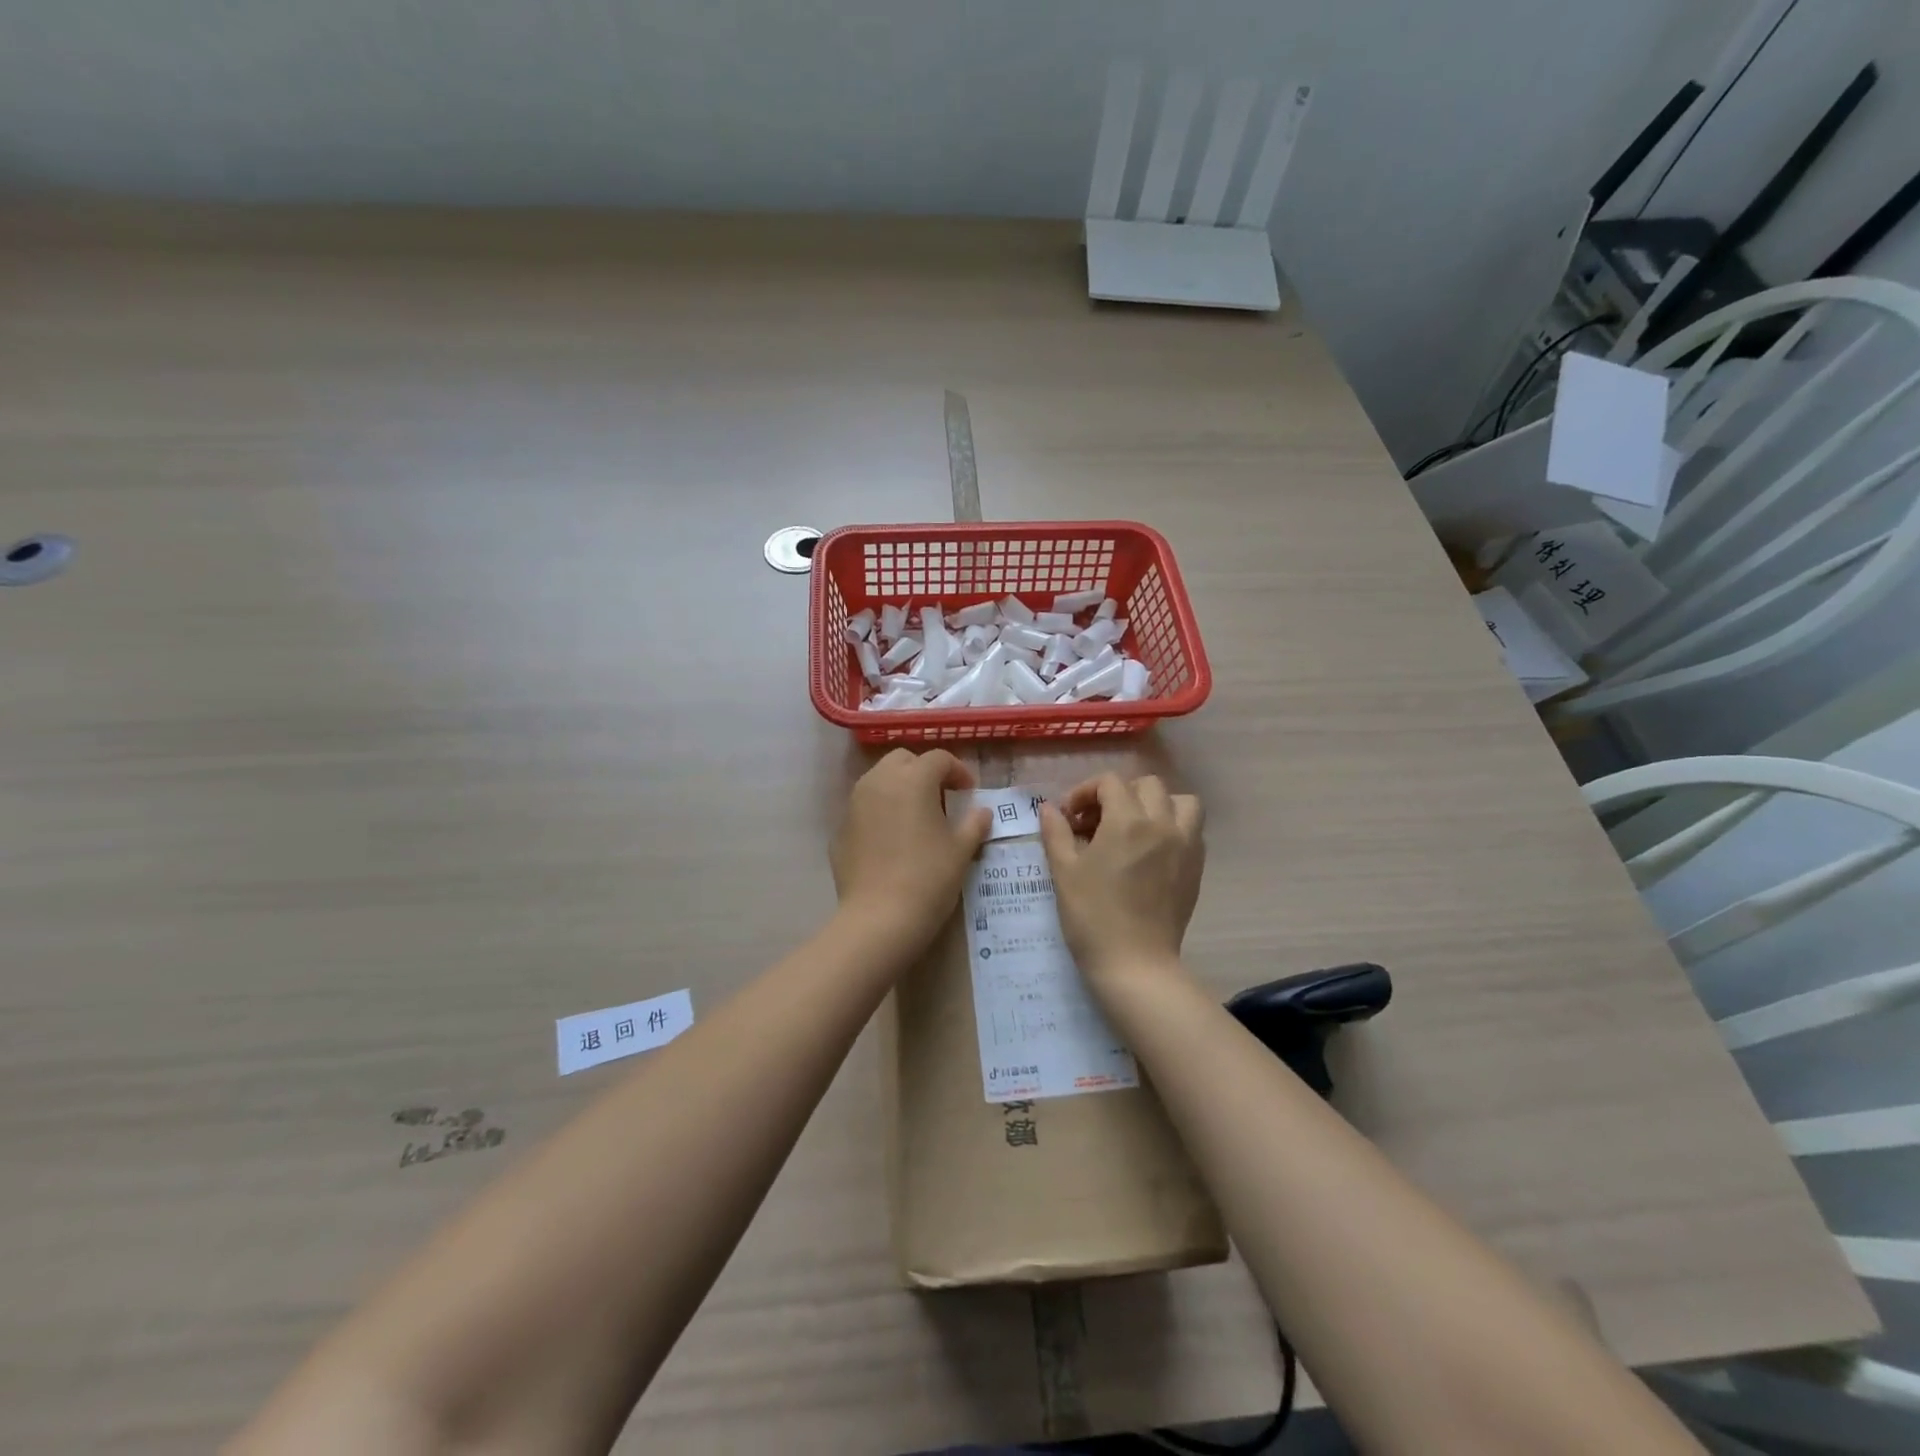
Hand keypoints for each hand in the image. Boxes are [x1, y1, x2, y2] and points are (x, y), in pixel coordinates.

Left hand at [831, 749, 991, 954]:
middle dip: (924, 771)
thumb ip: (973, 824)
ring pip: (879, 780)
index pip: (938, 759)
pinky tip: (893, 840)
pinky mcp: (841, 829)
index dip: (958, 771)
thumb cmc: (928, 878)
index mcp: (912, 779)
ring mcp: (854, 804)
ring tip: (917, 816)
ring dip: (900, 788)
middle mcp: (879, 782)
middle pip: (903, 760)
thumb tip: (982, 812)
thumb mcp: (961, 850)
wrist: (878, 919)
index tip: (969, 792)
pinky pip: (864, 808)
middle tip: (941, 797)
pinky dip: (881, 812)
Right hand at [1038, 774, 1204, 989]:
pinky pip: (1193, 830)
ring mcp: (1186, 845)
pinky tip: (1152, 850)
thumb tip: (1048, 808)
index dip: (1085, 792)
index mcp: (1127, 820)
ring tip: (1135, 827)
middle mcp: (1162, 824)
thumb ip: (1056, 832)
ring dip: (1157, 805)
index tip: (1070, 817)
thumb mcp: (1064, 871)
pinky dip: (1174, 827)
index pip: (1110, 783)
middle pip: (1147, 785)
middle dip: (1119, 794)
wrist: (1134, 963)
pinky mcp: (1196, 867)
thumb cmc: (1092, 916)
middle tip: (1098, 822)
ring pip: (1181, 802)